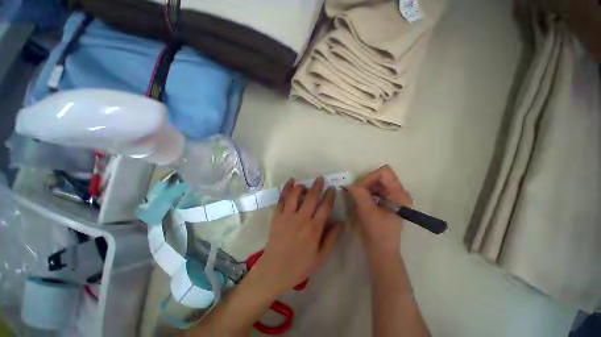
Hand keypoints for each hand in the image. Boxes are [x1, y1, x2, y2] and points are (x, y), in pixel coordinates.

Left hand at [250, 177, 342, 296]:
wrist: (274, 270)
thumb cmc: (299, 266)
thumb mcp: (320, 257)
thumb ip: (331, 238)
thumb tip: (341, 222)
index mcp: (314, 229)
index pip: (324, 207)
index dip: (329, 196)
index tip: (332, 188)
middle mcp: (301, 218)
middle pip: (311, 197)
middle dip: (317, 185)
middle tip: (320, 178)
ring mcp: (287, 216)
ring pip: (295, 195)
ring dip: (302, 186)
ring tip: (305, 185)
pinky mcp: (277, 216)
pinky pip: (282, 199)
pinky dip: (286, 188)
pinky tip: (290, 181)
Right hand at [345, 165, 411, 259]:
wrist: (381, 250)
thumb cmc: (377, 232)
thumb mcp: (367, 211)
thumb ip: (359, 194)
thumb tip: (349, 183)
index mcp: (399, 194)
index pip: (384, 172)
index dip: (369, 177)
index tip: (359, 189)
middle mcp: (398, 192)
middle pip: (380, 176)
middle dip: (365, 182)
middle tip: (356, 193)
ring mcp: (393, 197)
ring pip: (376, 182)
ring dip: (365, 188)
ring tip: (358, 198)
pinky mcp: (387, 201)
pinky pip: (375, 189)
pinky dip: (366, 192)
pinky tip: (362, 201)